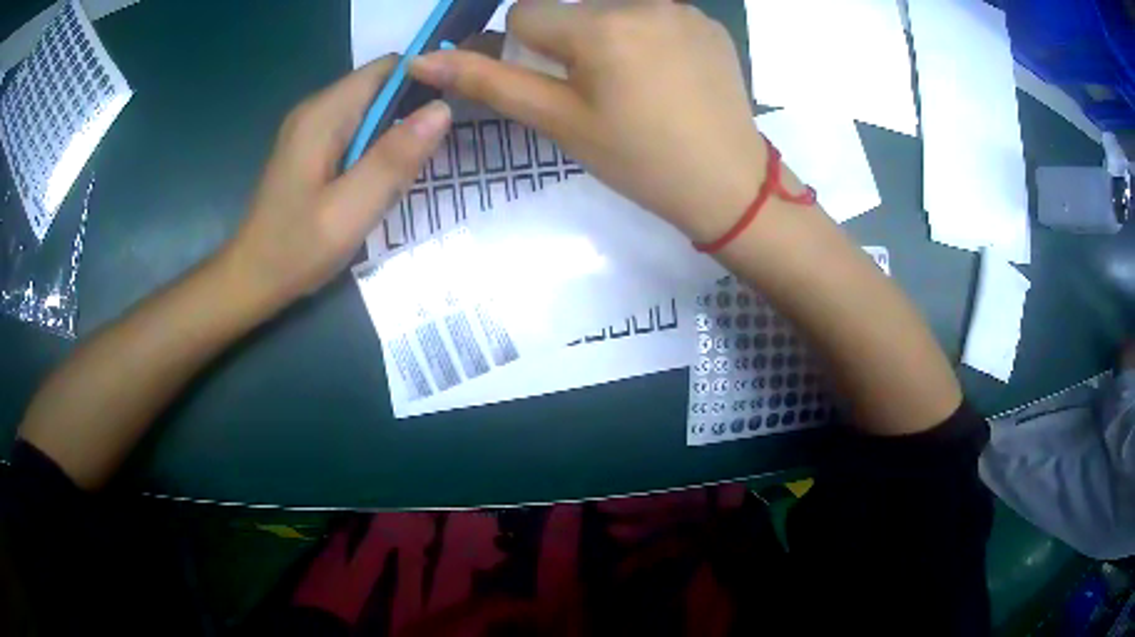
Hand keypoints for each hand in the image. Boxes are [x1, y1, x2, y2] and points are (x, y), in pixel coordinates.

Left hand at [225, 56, 451, 306]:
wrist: (252, 279)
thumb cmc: (295, 249)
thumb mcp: (350, 210)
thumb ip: (394, 158)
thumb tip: (442, 108)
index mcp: (324, 115)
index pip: (388, 68)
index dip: (426, 78)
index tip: (455, 107)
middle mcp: (317, 110)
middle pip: (381, 86)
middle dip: (416, 107)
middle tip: (441, 146)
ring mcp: (311, 129)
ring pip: (371, 109)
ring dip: (399, 129)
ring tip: (418, 164)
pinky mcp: (312, 148)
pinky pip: (357, 130)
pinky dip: (380, 144)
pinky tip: (386, 176)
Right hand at [410, 0, 763, 243]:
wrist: (729, 185)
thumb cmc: (639, 161)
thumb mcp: (559, 123)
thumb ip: (490, 82)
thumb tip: (423, 61)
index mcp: (600, 27)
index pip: (525, 15)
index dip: (528, 51)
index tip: (558, 86)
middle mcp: (641, 1)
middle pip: (570, 9)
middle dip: (569, 42)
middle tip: (601, 91)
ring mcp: (682, 7)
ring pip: (611, 9)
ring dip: (607, 36)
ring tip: (637, 84)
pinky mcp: (708, 20)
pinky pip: (655, 14)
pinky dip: (647, 36)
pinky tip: (668, 75)